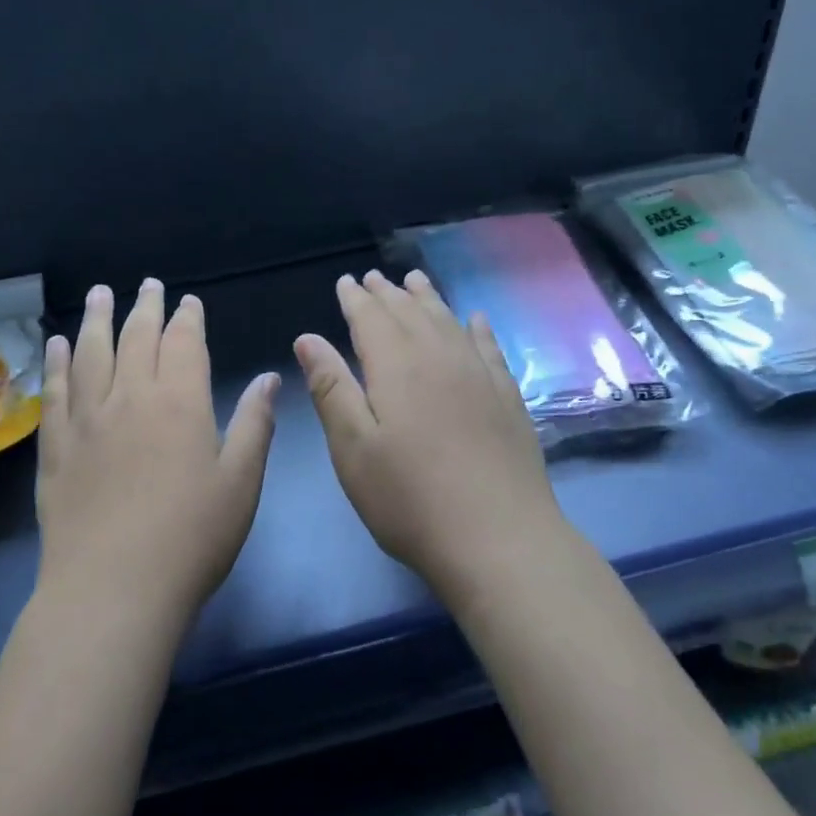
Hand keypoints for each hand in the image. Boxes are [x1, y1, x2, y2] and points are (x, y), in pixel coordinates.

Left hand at [36, 279, 279, 630]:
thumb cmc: (191, 538)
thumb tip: (270, 376)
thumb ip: (254, 424)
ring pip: (91, 354)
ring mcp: (87, 420)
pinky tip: (57, 345)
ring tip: (99, 294)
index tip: (188, 300)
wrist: (112, 590)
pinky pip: (55, 392)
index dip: (187, 318)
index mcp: (179, 402)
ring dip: (97, 319)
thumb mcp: (240, 482)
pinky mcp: (56, 448)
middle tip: (147, 284)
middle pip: (136, 338)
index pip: (183, 343)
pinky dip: (57, 363)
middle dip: (145, 307)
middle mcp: (130, 398)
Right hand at [294, 270, 564, 607]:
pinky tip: (475, 319)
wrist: (499, 538)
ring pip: (448, 321)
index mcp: (396, 366)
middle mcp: (439, 357)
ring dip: (428, 299)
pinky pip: (489, 347)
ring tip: (415, 280)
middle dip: (388, 293)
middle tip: (374, 278)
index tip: (346, 281)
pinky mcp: (507, 397)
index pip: (370, 318)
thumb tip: (308, 337)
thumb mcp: (353, 448)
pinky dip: (478, 328)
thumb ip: (331, 388)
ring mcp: (479, 375)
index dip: (356, 298)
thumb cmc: (410, 498)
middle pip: (410, 312)